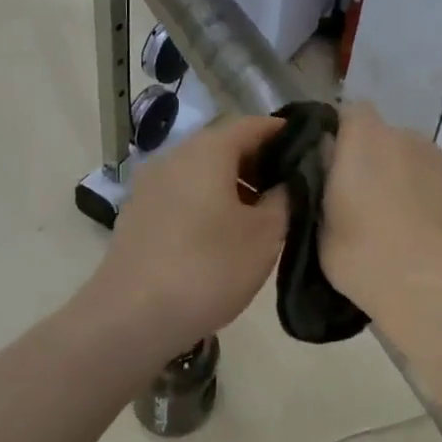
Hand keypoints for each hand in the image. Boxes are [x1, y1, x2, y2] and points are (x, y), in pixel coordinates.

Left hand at [83, 117, 290, 357]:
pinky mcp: (138, 214)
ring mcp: (150, 185)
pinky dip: (208, 201)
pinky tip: (223, 233)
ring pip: (201, 171)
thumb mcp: (265, 235)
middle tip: (291, 188)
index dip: (284, 133)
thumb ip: (285, 198)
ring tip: (261, 215)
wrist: (131, 317)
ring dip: (234, 184)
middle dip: (260, 162)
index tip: (310, 149)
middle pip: (224, 145)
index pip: (252, 124)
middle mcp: (174, 156)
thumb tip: (289, 181)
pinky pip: (182, 194)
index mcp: (207, 150)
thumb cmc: (208, 268)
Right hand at [320, 103, 441, 329]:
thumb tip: (325, 173)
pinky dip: (429, 200)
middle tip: (358, 202)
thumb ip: (319, 188)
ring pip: (413, 162)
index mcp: (365, 138)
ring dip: (403, 180)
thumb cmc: (364, 256)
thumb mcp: (318, 225)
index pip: (349, 113)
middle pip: (383, 138)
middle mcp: (406, 137)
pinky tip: (424, 236)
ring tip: (395, 224)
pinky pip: (438, 184)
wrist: (435, 290)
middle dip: (372, 161)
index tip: (329, 166)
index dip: (339, 134)